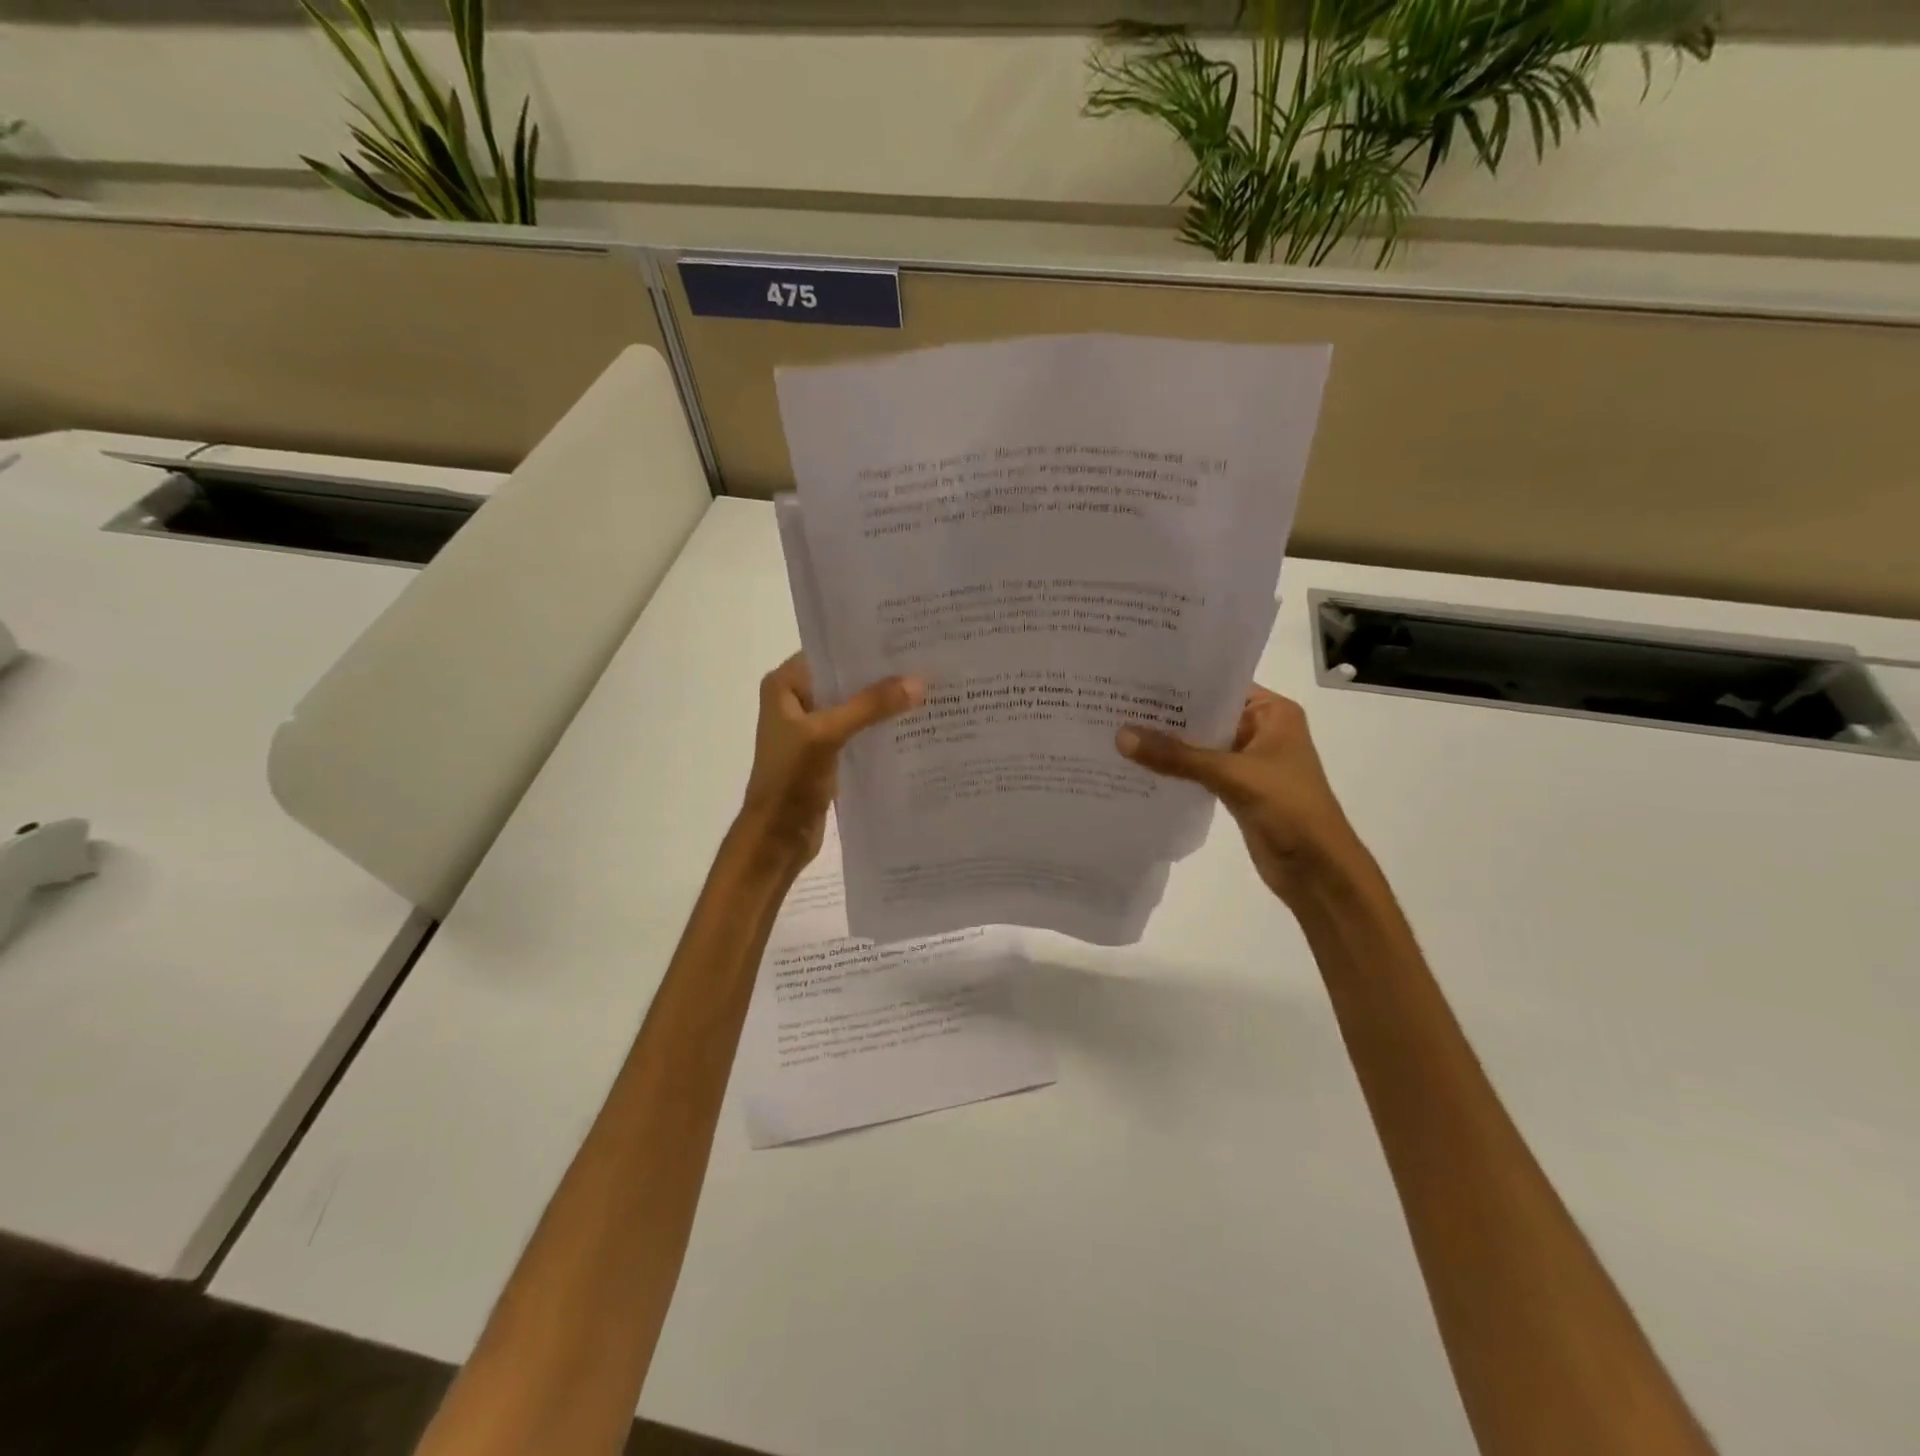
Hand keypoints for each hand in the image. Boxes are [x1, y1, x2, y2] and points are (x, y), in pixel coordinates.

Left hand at [734, 654, 922, 872]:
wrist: (776, 838)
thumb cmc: (790, 779)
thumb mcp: (828, 735)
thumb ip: (870, 706)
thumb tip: (918, 682)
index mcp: (785, 686)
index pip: (830, 652)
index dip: (865, 646)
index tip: (907, 638)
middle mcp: (797, 701)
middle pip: (845, 680)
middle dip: (882, 675)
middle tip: (928, 662)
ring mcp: (813, 729)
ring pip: (855, 707)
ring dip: (884, 704)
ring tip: (929, 690)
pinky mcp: (828, 753)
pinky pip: (859, 732)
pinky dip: (881, 729)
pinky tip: (915, 725)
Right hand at [1117, 685, 1367, 906]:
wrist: (1317, 869)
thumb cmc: (1288, 807)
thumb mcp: (1231, 775)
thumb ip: (1177, 756)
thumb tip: (1121, 736)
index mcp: (1273, 713)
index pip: (1220, 686)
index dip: (1181, 683)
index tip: (1137, 678)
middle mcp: (1261, 730)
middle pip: (1207, 715)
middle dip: (1167, 715)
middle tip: (1119, 703)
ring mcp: (1248, 761)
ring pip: (1200, 745)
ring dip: (1168, 744)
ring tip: (1119, 730)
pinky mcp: (1237, 789)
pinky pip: (1199, 771)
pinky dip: (1175, 769)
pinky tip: (1139, 766)